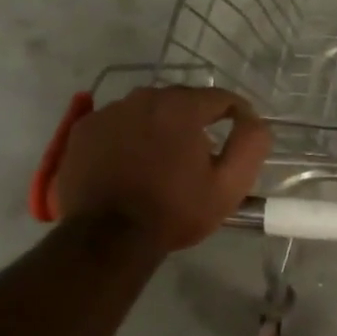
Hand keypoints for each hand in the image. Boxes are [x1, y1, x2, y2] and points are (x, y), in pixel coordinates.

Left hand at [54, 86, 270, 251]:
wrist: (108, 237)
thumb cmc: (174, 211)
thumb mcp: (228, 186)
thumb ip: (250, 145)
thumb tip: (253, 120)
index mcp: (181, 107)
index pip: (220, 97)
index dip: (237, 114)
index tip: (241, 134)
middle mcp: (143, 98)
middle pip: (181, 100)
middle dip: (196, 121)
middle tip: (201, 154)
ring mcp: (108, 112)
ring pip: (147, 110)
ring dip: (160, 127)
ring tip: (164, 160)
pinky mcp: (83, 130)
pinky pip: (117, 124)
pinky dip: (129, 136)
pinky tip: (131, 163)